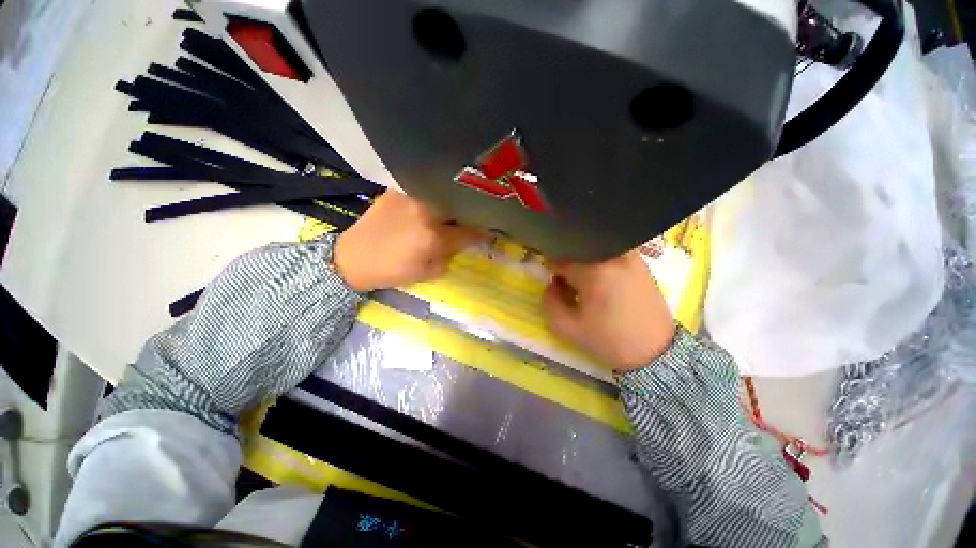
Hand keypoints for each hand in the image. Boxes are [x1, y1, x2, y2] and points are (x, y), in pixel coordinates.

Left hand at [334, 191, 481, 291]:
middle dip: (473, 213)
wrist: (354, 257)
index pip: (471, 231)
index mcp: (433, 237)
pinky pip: (427, 188)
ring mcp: (412, 195)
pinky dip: (437, 195)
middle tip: (477, 218)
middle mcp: (425, 211)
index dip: (485, 232)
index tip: (491, 231)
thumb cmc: (393, 271)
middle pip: (462, 206)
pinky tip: (438, 201)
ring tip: (459, 208)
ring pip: (446, 194)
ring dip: (456, 202)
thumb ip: (452, 255)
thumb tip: (467, 241)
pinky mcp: (399, 189)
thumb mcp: (429, 273)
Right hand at [542, 251, 675, 371]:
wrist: (654, 352)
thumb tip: (552, 284)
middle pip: (578, 252)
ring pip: (594, 252)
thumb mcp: (566, 327)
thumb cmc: (608, 339)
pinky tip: (606, 285)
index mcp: (594, 270)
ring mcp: (630, 257)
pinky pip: (610, 255)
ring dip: (585, 266)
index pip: (560, 259)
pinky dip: (601, 265)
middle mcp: (613, 256)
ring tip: (590, 287)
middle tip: (571, 289)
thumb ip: (548, 301)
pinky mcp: (640, 263)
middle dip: (569, 268)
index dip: (552, 272)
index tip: (556, 286)